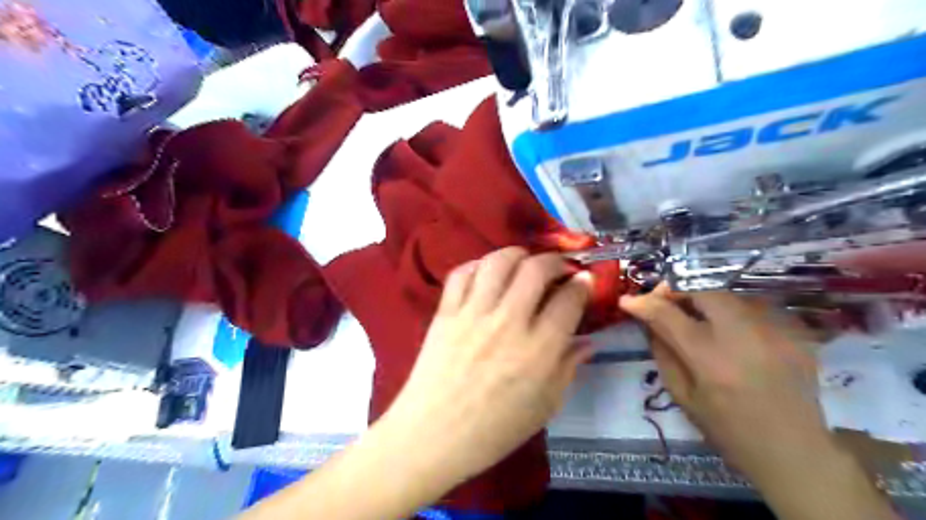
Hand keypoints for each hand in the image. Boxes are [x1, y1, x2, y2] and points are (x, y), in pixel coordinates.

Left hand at [383, 247, 593, 484]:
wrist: (431, 436)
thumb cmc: (493, 431)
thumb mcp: (544, 407)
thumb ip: (568, 369)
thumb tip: (588, 342)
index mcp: (539, 351)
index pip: (569, 300)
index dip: (583, 285)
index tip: (584, 281)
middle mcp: (508, 323)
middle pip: (536, 269)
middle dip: (555, 260)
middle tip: (559, 268)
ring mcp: (473, 314)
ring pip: (498, 262)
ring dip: (517, 254)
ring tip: (524, 262)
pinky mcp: (445, 312)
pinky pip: (462, 273)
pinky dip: (478, 265)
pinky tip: (486, 274)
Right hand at [622, 284, 897, 519]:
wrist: (795, 451)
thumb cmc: (727, 429)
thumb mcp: (682, 395)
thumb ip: (662, 352)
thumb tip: (647, 319)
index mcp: (711, 360)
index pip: (668, 315)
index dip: (644, 302)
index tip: (628, 300)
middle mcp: (744, 337)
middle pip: (703, 290)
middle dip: (678, 291)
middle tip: (666, 302)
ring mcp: (775, 331)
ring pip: (729, 294)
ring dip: (704, 299)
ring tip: (696, 315)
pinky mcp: (794, 331)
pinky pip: (753, 306)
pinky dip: (731, 311)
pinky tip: (730, 330)